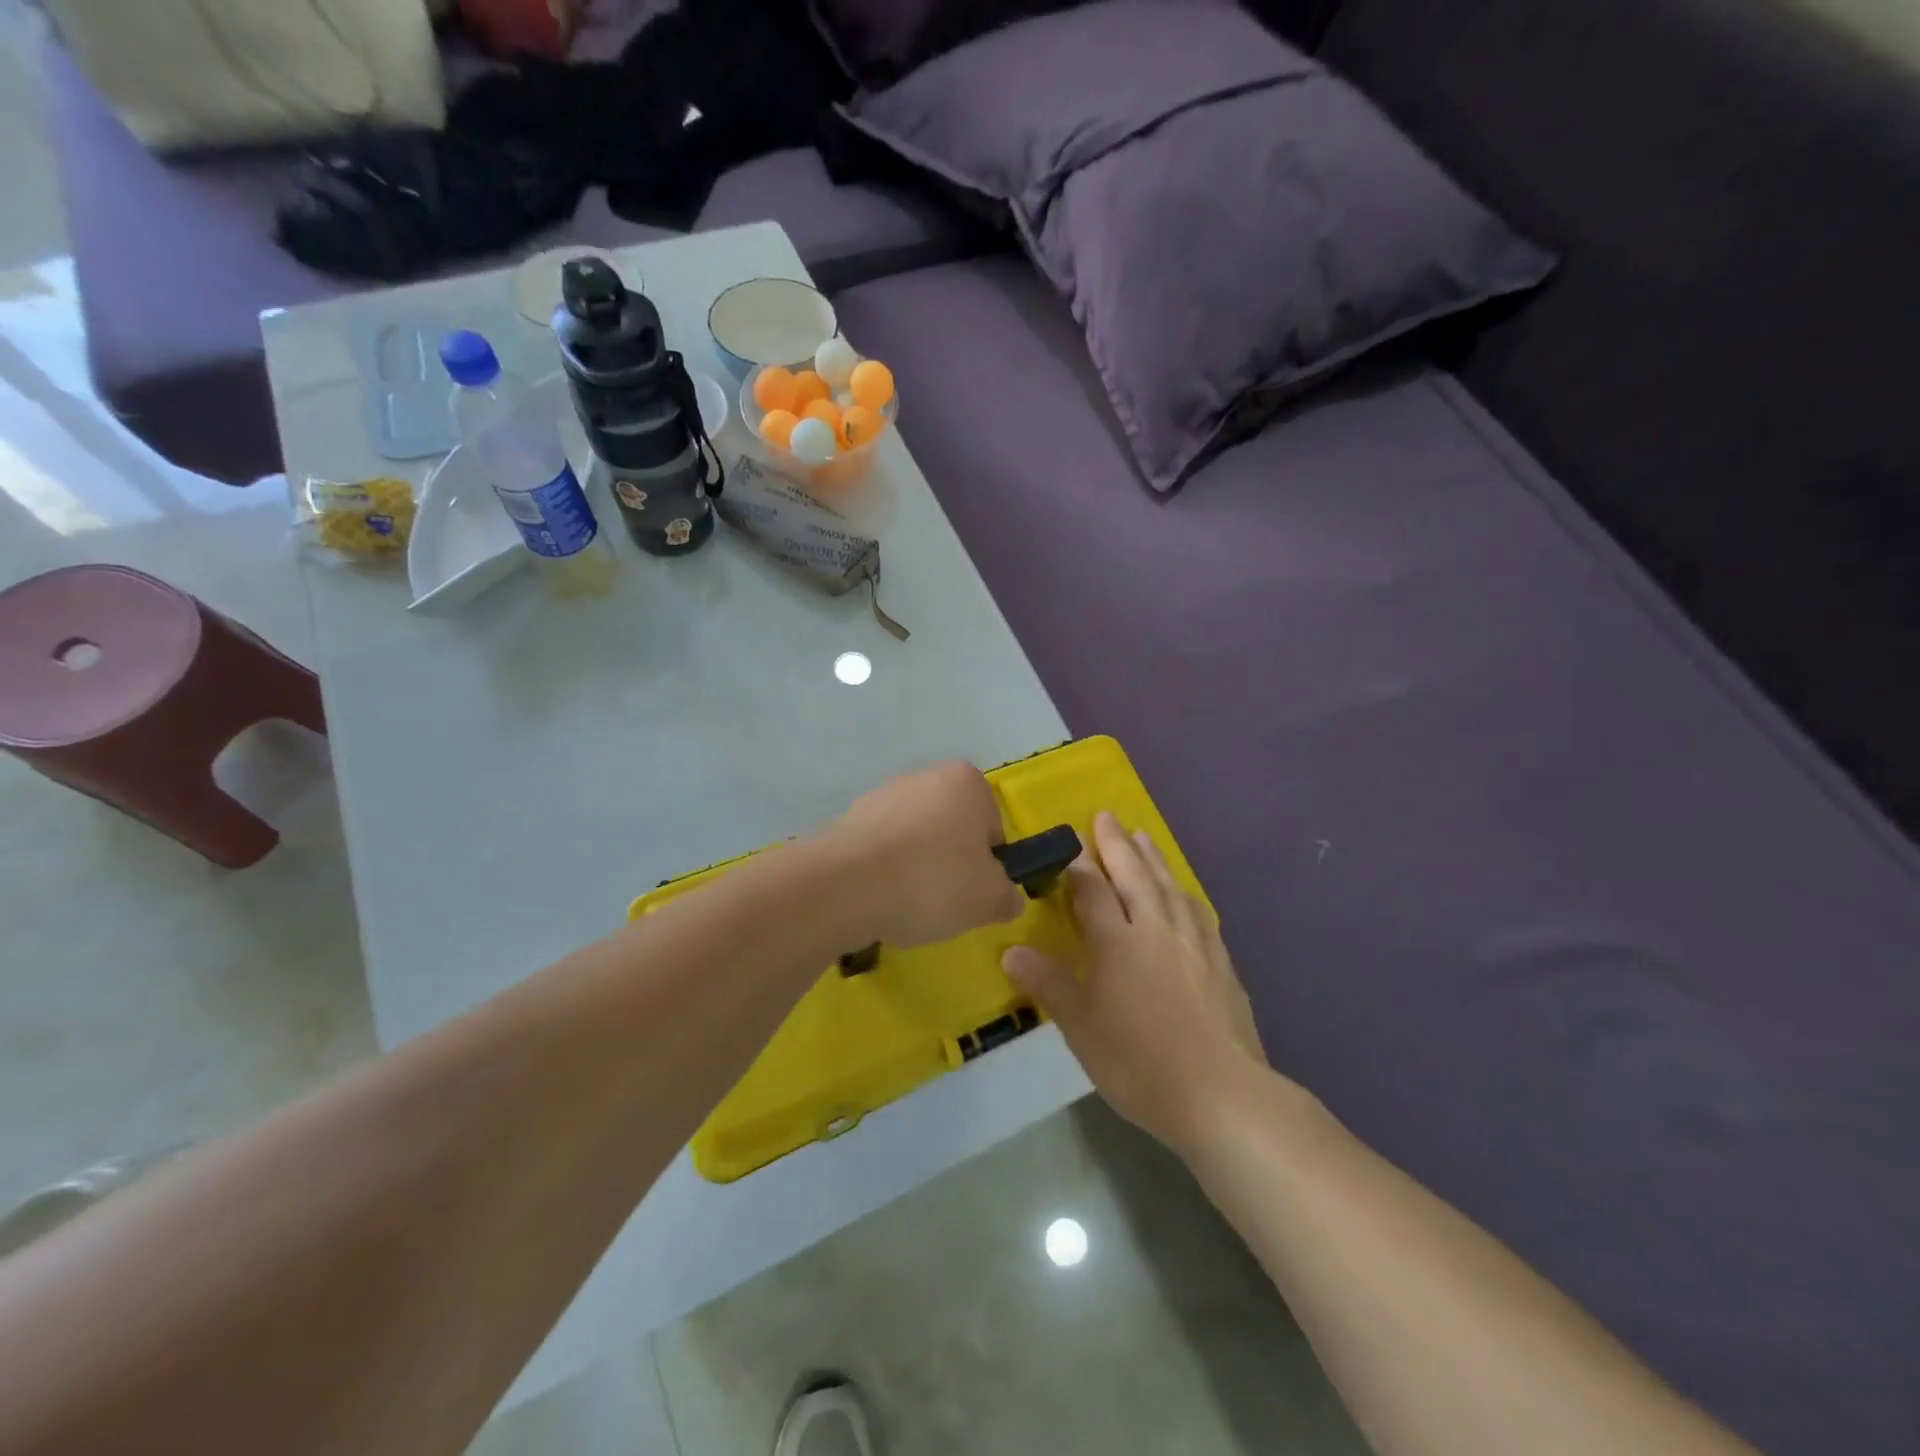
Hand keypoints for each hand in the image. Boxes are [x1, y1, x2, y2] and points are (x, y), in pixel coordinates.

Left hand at [826, 761, 1025, 948]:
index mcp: (967, 781)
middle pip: (952, 830)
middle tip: (943, 901)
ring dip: (916, 868)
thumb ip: (1007, 897)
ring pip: (915, 840)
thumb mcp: (989, 899)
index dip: (988, 865)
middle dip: (951, 864)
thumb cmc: (931, 880)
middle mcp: (925, 776)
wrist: (845, 886)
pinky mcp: (849, 819)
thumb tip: (1006, 898)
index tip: (973, 891)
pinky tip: (878, 898)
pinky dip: (885, 872)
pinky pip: (882, 850)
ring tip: (906, 904)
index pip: (992, 828)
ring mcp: (882, 795)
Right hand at [1003, 812, 1267, 1157]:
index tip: (1071, 841)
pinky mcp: (1221, 962)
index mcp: (1118, 943)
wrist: (1221, 1094)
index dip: (1079, 865)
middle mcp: (1156, 930)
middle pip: (1134, 876)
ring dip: (1153, 858)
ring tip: (1143, 836)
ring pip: (1169, 887)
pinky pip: (1198, 912)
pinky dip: (1185, 892)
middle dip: (1117, 844)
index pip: (1093, 891)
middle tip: (1106, 816)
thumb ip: (1048, 984)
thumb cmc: (1139, 1063)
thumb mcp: (1081, 1029)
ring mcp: (1194, 943)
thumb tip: (1010, 950)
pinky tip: (1185, 893)